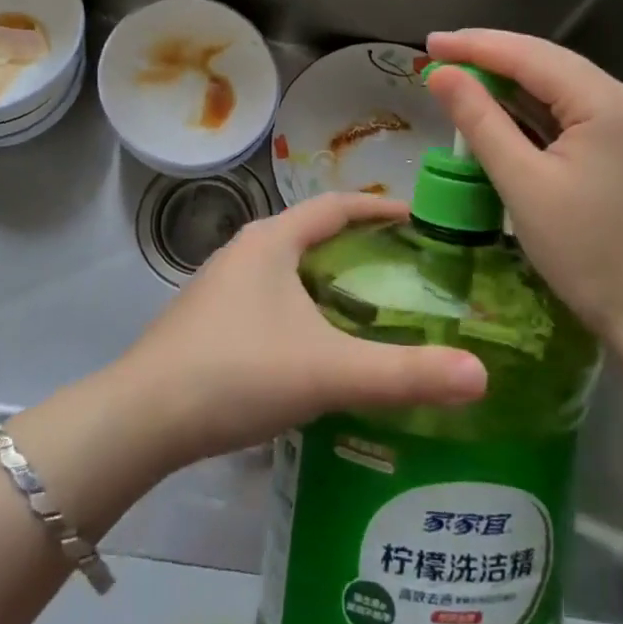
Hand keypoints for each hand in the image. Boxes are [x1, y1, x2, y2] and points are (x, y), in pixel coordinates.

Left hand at [112, 192, 487, 469]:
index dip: (378, 207)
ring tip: (366, 308)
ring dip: (326, 280)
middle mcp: (244, 250)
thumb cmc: (238, 372)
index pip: (335, 206)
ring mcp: (220, 285)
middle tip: (402, 269)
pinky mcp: (207, 319)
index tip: (418, 217)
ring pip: (286, 268)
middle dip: (356, 245)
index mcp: (272, 240)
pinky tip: (313, 348)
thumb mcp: (328, 372)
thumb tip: (481, 374)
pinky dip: (300, 307)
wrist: (141, 417)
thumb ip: (404, 374)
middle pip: (310, 234)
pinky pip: (267, 297)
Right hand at [424, 29, 622, 357]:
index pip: (528, 55)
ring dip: (510, 84)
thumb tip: (441, 73)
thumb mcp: (523, 184)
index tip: (428, 42)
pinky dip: (532, 111)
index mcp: (605, 101)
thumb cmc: (589, 253)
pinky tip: (503, 113)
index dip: (474, 45)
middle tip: (438, 57)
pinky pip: (571, 114)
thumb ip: (479, 121)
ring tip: (460, 78)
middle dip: (490, 57)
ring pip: (559, 87)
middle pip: (546, 63)